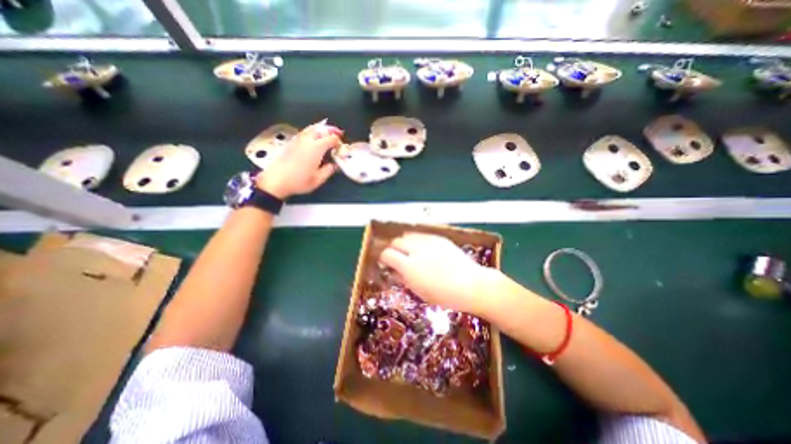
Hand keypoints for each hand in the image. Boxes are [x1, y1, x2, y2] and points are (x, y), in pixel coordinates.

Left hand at [257, 119, 342, 197]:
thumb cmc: (299, 181)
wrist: (276, 180)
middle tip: (339, 134)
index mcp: (316, 148)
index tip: (342, 147)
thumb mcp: (318, 179)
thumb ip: (328, 170)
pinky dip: (314, 131)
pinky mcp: (292, 142)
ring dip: (322, 129)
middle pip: (322, 129)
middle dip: (332, 130)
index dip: (339, 141)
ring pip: (313, 128)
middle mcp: (308, 140)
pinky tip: (315, 137)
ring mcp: (298, 139)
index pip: (331, 138)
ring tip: (328, 133)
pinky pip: (306, 131)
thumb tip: (334, 165)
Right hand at [380, 233, 495, 315]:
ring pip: (409, 235)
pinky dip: (418, 240)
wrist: (472, 285)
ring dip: (405, 242)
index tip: (385, 261)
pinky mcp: (440, 238)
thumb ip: (404, 279)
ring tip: (409, 250)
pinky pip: (423, 235)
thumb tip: (395, 272)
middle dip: (393, 248)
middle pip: (397, 241)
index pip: (387, 254)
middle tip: (397, 256)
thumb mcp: (420, 292)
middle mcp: (416, 250)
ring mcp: (429, 242)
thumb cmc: (445, 295)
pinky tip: (423, 247)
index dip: (384, 257)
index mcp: (409, 266)